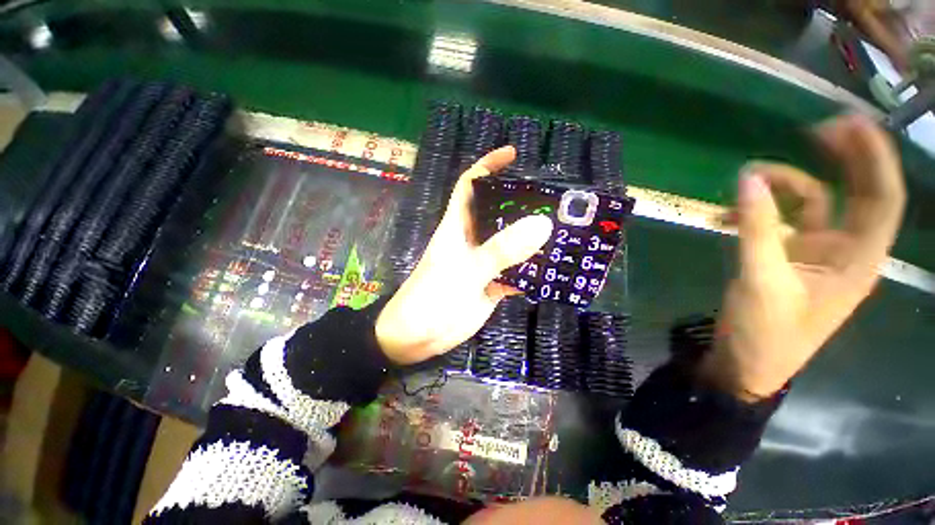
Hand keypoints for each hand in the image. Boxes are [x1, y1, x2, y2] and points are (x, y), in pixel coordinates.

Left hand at [376, 147, 552, 364]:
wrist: (417, 339)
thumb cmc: (431, 300)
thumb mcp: (466, 272)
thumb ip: (500, 250)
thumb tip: (541, 223)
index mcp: (458, 227)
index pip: (470, 186)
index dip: (488, 166)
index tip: (514, 155)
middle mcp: (473, 240)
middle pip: (499, 213)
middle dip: (523, 203)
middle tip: (555, 199)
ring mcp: (484, 263)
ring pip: (511, 243)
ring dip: (533, 239)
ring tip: (564, 231)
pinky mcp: (492, 284)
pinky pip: (516, 272)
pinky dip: (532, 271)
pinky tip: (553, 271)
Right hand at [701, 115, 905, 400]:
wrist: (746, 364)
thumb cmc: (766, 333)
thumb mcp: (761, 280)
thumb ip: (757, 228)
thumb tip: (747, 179)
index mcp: (856, 259)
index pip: (881, 199)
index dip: (873, 158)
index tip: (850, 123)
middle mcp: (844, 250)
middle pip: (854, 193)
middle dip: (841, 158)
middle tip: (813, 129)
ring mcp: (814, 253)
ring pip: (811, 204)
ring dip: (782, 186)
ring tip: (744, 180)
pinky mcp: (787, 258)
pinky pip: (779, 222)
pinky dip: (758, 212)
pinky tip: (727, 215)